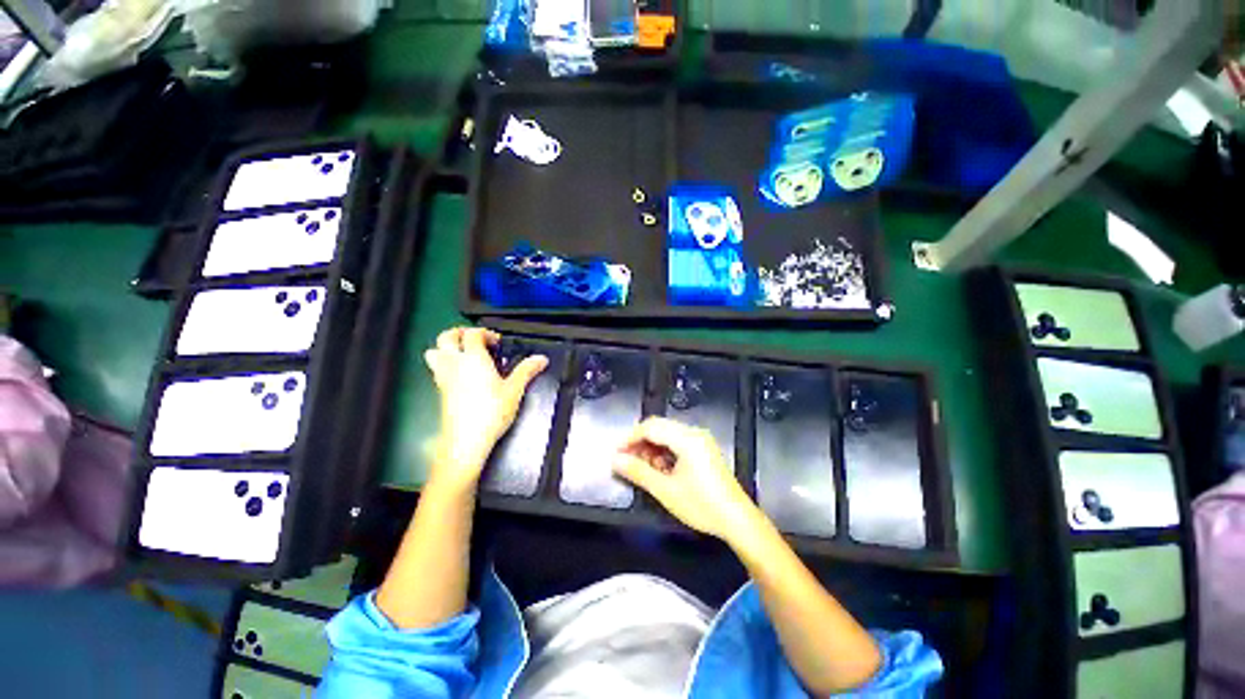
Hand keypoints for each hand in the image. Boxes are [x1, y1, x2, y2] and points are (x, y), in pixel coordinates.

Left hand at [424, 327, 546, 490]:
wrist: (466, 440)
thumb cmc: (491, 412)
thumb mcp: (515, 390)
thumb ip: (527, 370)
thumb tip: (541, 358)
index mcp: (473, 358)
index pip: (472, 334)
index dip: (485, 333)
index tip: (498, 342)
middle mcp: (454, 364)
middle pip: (446, 337)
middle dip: (460, 333)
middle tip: (476, 340)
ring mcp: (443, 377)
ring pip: (434, 351)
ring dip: (446, 347)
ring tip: (464, 354)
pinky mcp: (440, 391)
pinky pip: (437, 369)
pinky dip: (446, 364)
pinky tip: (462, 375)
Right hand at [612, 417, 757, 541]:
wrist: (737, 520)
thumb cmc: (701, 505)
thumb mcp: (665, 490)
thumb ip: (638, 472)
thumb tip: (615, 460)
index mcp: (687, 438)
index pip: (651, 427)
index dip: (630, 438)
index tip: (616, 453)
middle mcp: (694, 432)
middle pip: (659, 427)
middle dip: (640, 442)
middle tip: (627, 461)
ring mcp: (701, 440)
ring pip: (667, 434)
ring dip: (652, 447)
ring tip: (644, 468)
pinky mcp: (704, 449)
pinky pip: (678, 441)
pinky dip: (665, 451)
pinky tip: (660, 469)